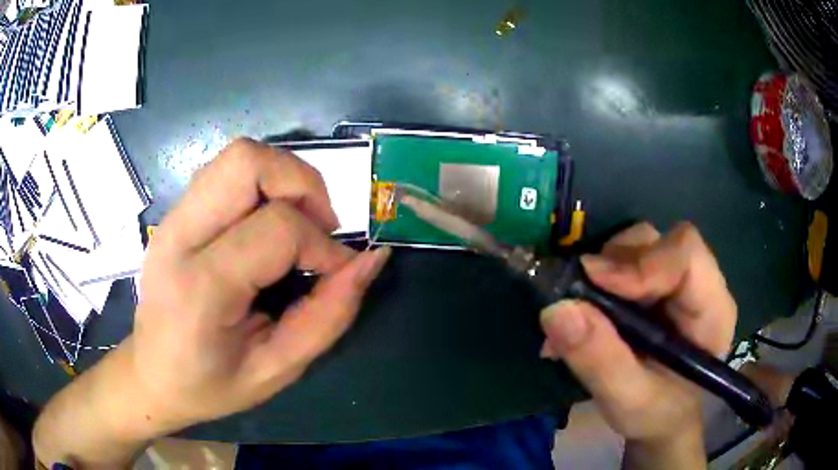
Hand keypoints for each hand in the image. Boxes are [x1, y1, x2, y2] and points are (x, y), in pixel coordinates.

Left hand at [34, 138, 389, 467]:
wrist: (152, 375)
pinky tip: (266, 225)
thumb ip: (329, 316)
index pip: (277, 229)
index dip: (323, 246)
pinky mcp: (174, 214)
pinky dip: (261, 185)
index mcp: (200, 288)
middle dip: (302, 183)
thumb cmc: (211, 385)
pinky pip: (225, 173)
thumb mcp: (278, 368)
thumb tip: (371, 260)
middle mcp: (179, 237)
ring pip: (237, 156)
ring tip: (297, 224)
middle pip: (247, 161)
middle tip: (319, 226)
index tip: (339, 272)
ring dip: (282, 178)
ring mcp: (171, 219)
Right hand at [540, 222, 735, 468]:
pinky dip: (594, 282)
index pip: (685, 255)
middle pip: (656, 243)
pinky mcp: (652, 285)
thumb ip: (600, 361)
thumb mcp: (629, 401)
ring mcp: (673, 280)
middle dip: (614, 266)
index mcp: (711, 308)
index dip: (640, 262)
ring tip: (579, 315)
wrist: (661, 419)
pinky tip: (580, 316)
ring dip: (601, 273)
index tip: (593, 283)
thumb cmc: (657, 415)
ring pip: (635, 247)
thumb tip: (556, 309)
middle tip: (578, 301)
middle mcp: (697, 283)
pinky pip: (621, 263)